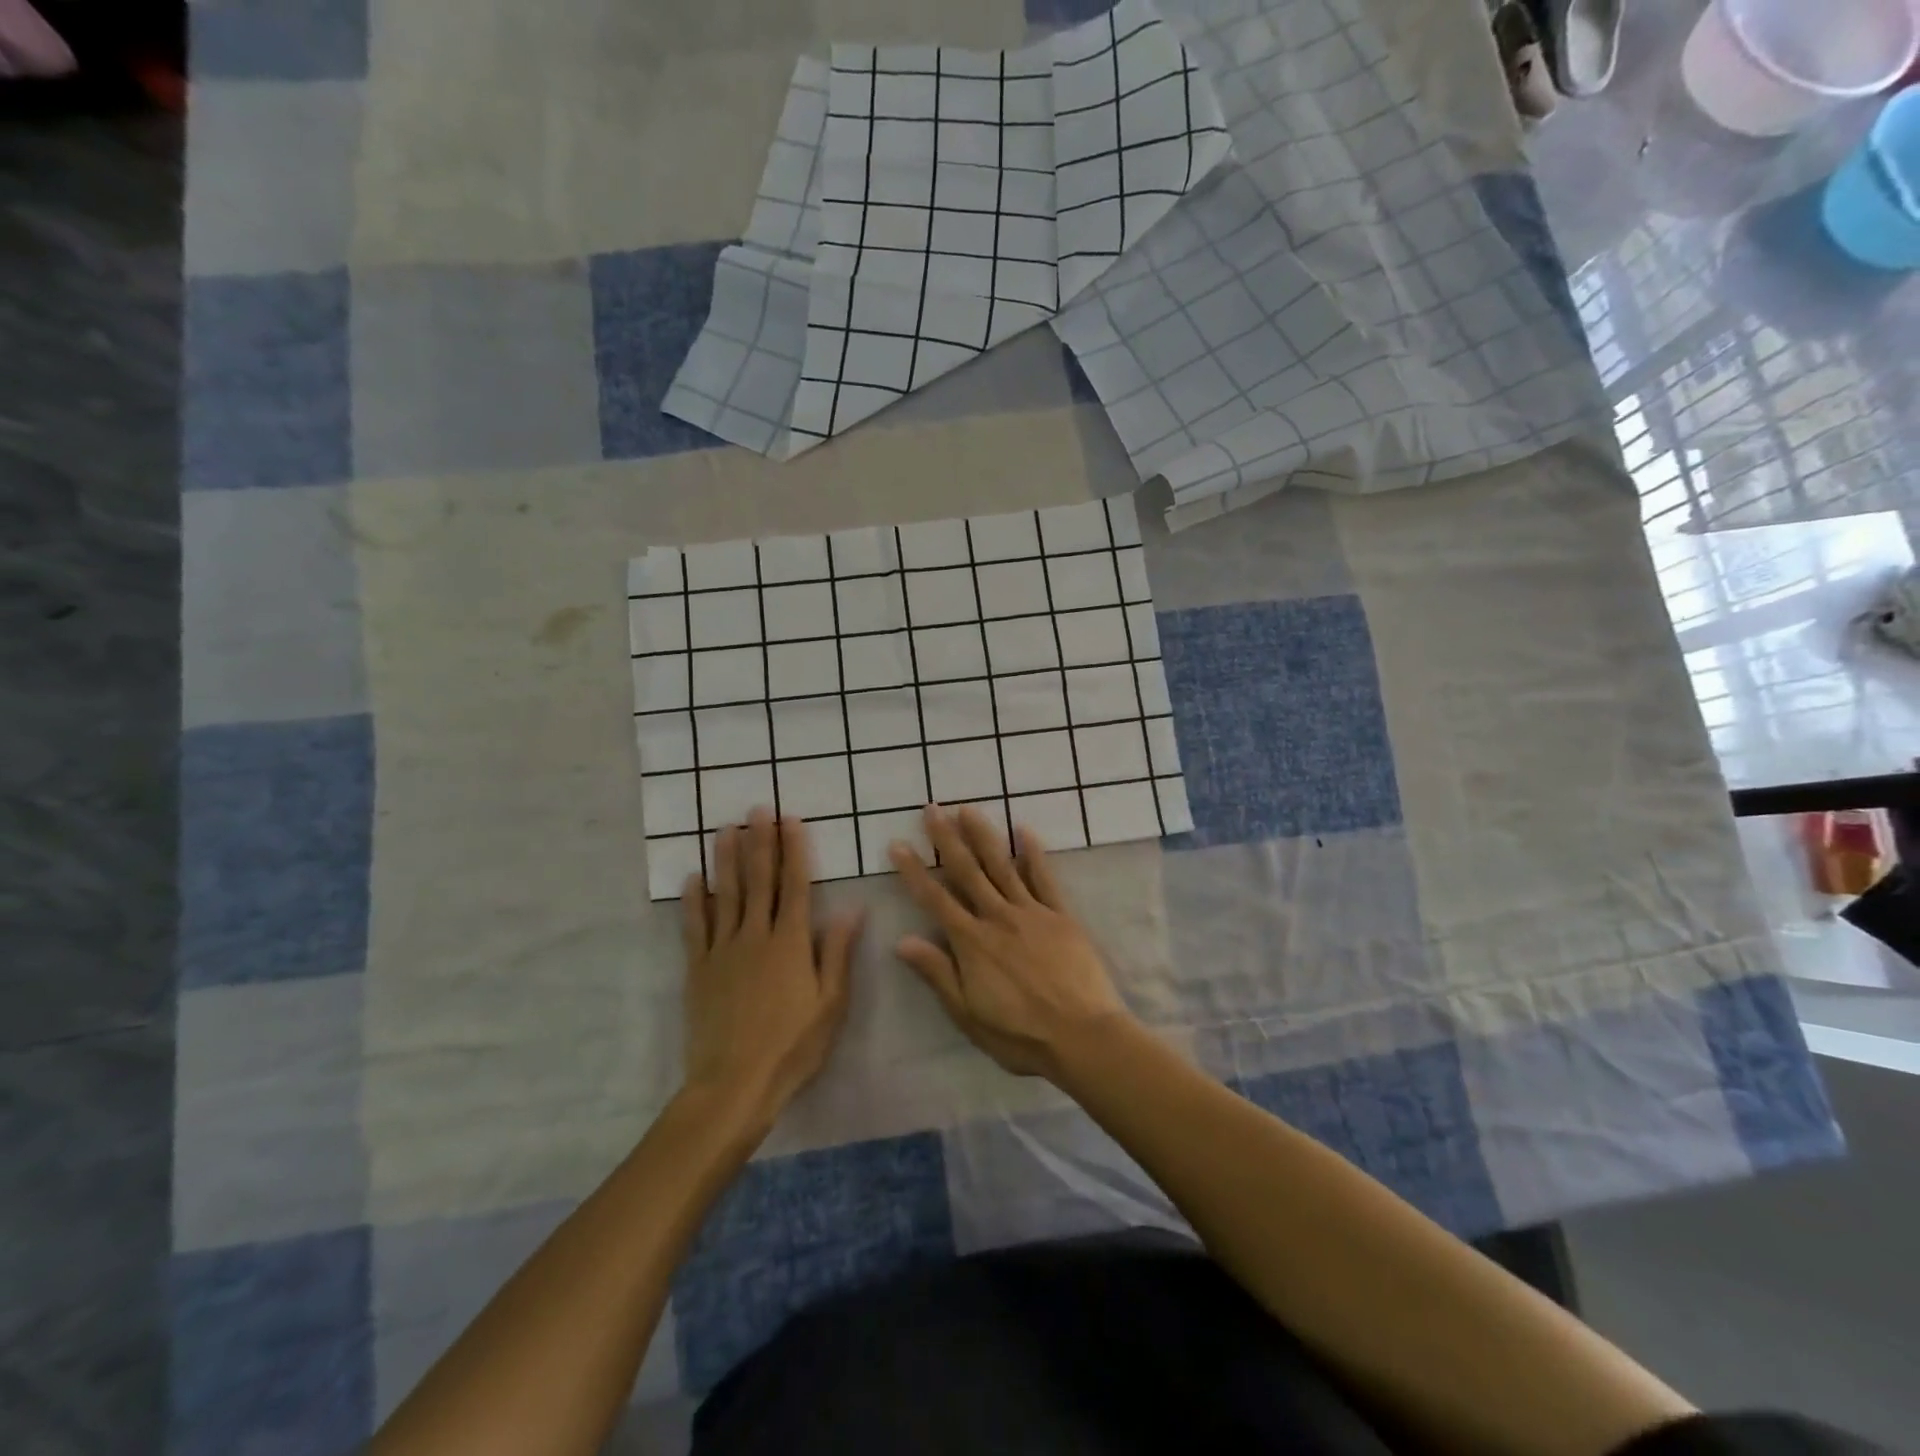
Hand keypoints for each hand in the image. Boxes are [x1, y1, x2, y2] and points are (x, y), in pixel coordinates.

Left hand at [680, 809, 864, 1132]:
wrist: (734, 1083)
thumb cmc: (793, 1046)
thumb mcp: (830, 1004)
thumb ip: (837, 953)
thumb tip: (852, 909)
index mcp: (790, 943)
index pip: (794, 885)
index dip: (793, 850)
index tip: (790, 820)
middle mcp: (755, 936)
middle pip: (758, 881)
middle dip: (760, 842)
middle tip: (756, 810)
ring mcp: (723, 950)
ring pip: (725, 895)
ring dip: (727, 859)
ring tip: (726, 829)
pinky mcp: (698, 969)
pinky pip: (695, 927)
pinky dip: (694, 900)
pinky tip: (693, 879)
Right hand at [888, 804, 1134, 1079]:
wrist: (1083, 1036)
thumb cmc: (1020, 1035)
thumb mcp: (968, 1014)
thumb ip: (938, 973)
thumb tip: (903, 941)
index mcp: (972, 942)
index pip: (935, 899)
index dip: (914, 871)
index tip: (898, 844)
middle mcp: (998, 917)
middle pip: (967, 871)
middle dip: (947, 839)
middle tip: (932, 809)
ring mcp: (1032, 912)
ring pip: (1002, 865)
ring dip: (983, 835)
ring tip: (968, 809)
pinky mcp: (1061, 915)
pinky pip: (1044, 878)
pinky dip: (1033, 853)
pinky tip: (1024, 830)